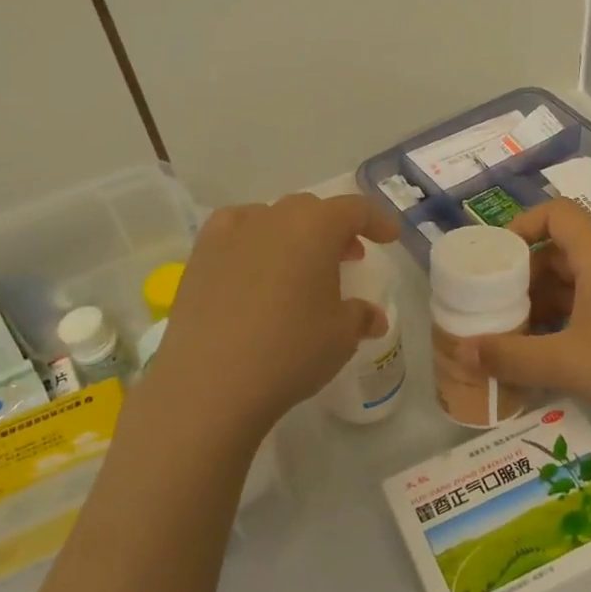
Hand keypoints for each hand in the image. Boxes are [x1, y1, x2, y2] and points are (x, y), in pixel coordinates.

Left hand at [144, 193, 401, 442]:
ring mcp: (231, 233)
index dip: (377, 221)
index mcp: (315, 227)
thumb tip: (372, 317)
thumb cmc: (290, 351)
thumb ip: (360, 317)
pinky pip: (234, 233)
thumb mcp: (340, 336)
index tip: (389, 238)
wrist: (210, 382)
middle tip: (348, 256)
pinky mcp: (200, 255)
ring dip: (294, 235)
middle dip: (334, 229)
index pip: (354, 209)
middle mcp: (273, 217)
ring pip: (272, 218)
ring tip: (300, 266)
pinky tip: (253, 267)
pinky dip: (252, 241)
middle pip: (312, 211)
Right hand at [464, 200, 590, 463]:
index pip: (557, 212)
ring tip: (518, 337)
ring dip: (546, 302)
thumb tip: (463, 351)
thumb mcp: (567, 363)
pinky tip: (557, 355)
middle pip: (563, 250)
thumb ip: (511, 357)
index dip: (522, 224)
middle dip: (525, 276)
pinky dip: (571, 320)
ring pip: (581, 282)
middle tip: (496, 307)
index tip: (495, 259)